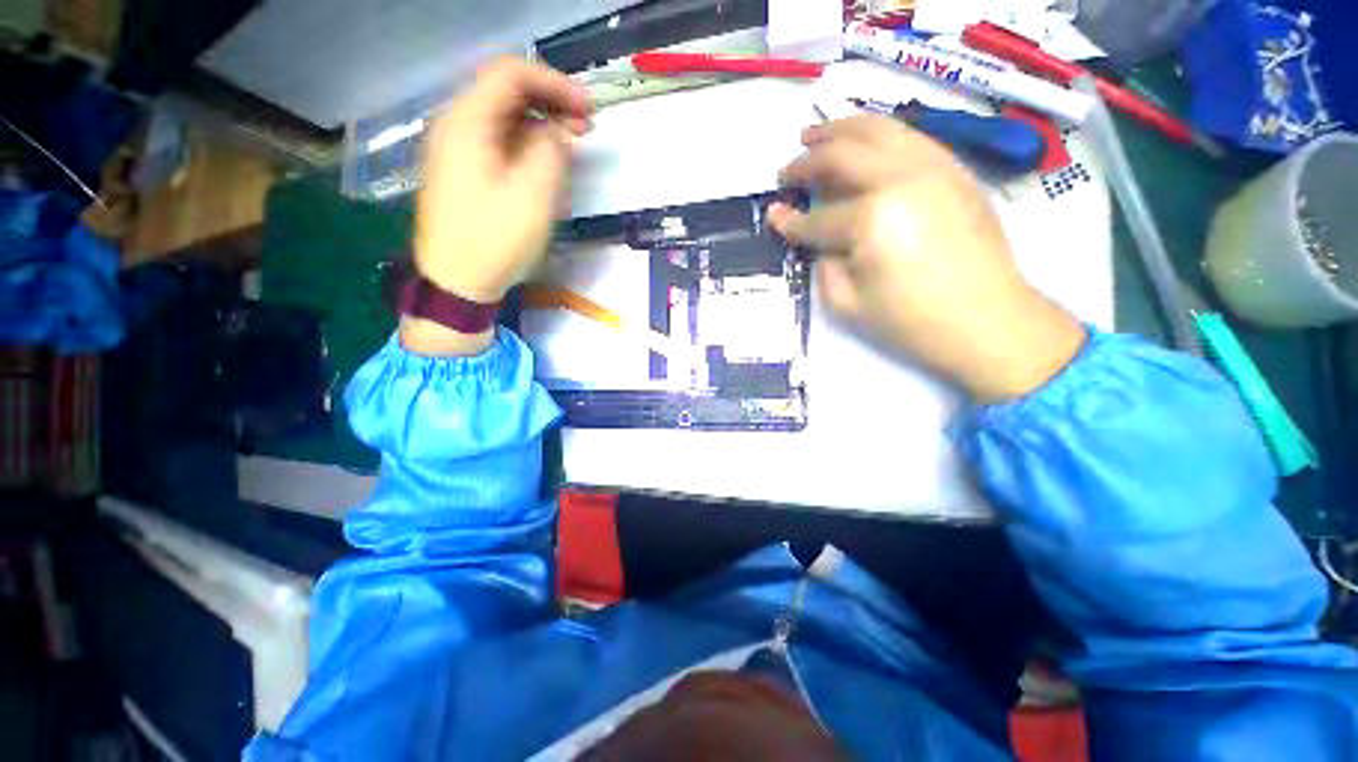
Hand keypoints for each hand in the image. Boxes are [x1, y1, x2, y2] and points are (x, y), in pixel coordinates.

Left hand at [404, 58, 590, 355]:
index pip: (512, 74)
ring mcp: (457, 150)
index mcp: (467, 122)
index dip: (555, 83)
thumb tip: (559, 130)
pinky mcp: (464, 172)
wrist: (457, 283)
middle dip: (550, 105)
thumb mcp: (533, 195)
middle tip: (585, 129)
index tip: (588, 108)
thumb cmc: (495, 240)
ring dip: (541, 129)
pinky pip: (499, 145)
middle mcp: (456, 126)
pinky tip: (546, 170)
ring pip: (504, 121)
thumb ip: (550, 152)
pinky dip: (527, 149)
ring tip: (571, 150)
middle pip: (507, 95)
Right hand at [768, 116, 1083, 401]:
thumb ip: (823, 262)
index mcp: (871, 219)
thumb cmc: (911, 320)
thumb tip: (817, 238)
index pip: (817, 218)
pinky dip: (878, 134)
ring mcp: (933, 166)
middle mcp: (901, 178)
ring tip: (816, 135)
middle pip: (842, 155)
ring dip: (840, 129)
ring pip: (878, 129)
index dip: (789, 221)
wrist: (987, 319)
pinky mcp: (954, 169)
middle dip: (806, 162)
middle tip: (786, 171)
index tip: (772, 215)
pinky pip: (909, 137)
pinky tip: (863, 143)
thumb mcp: (846, 303)